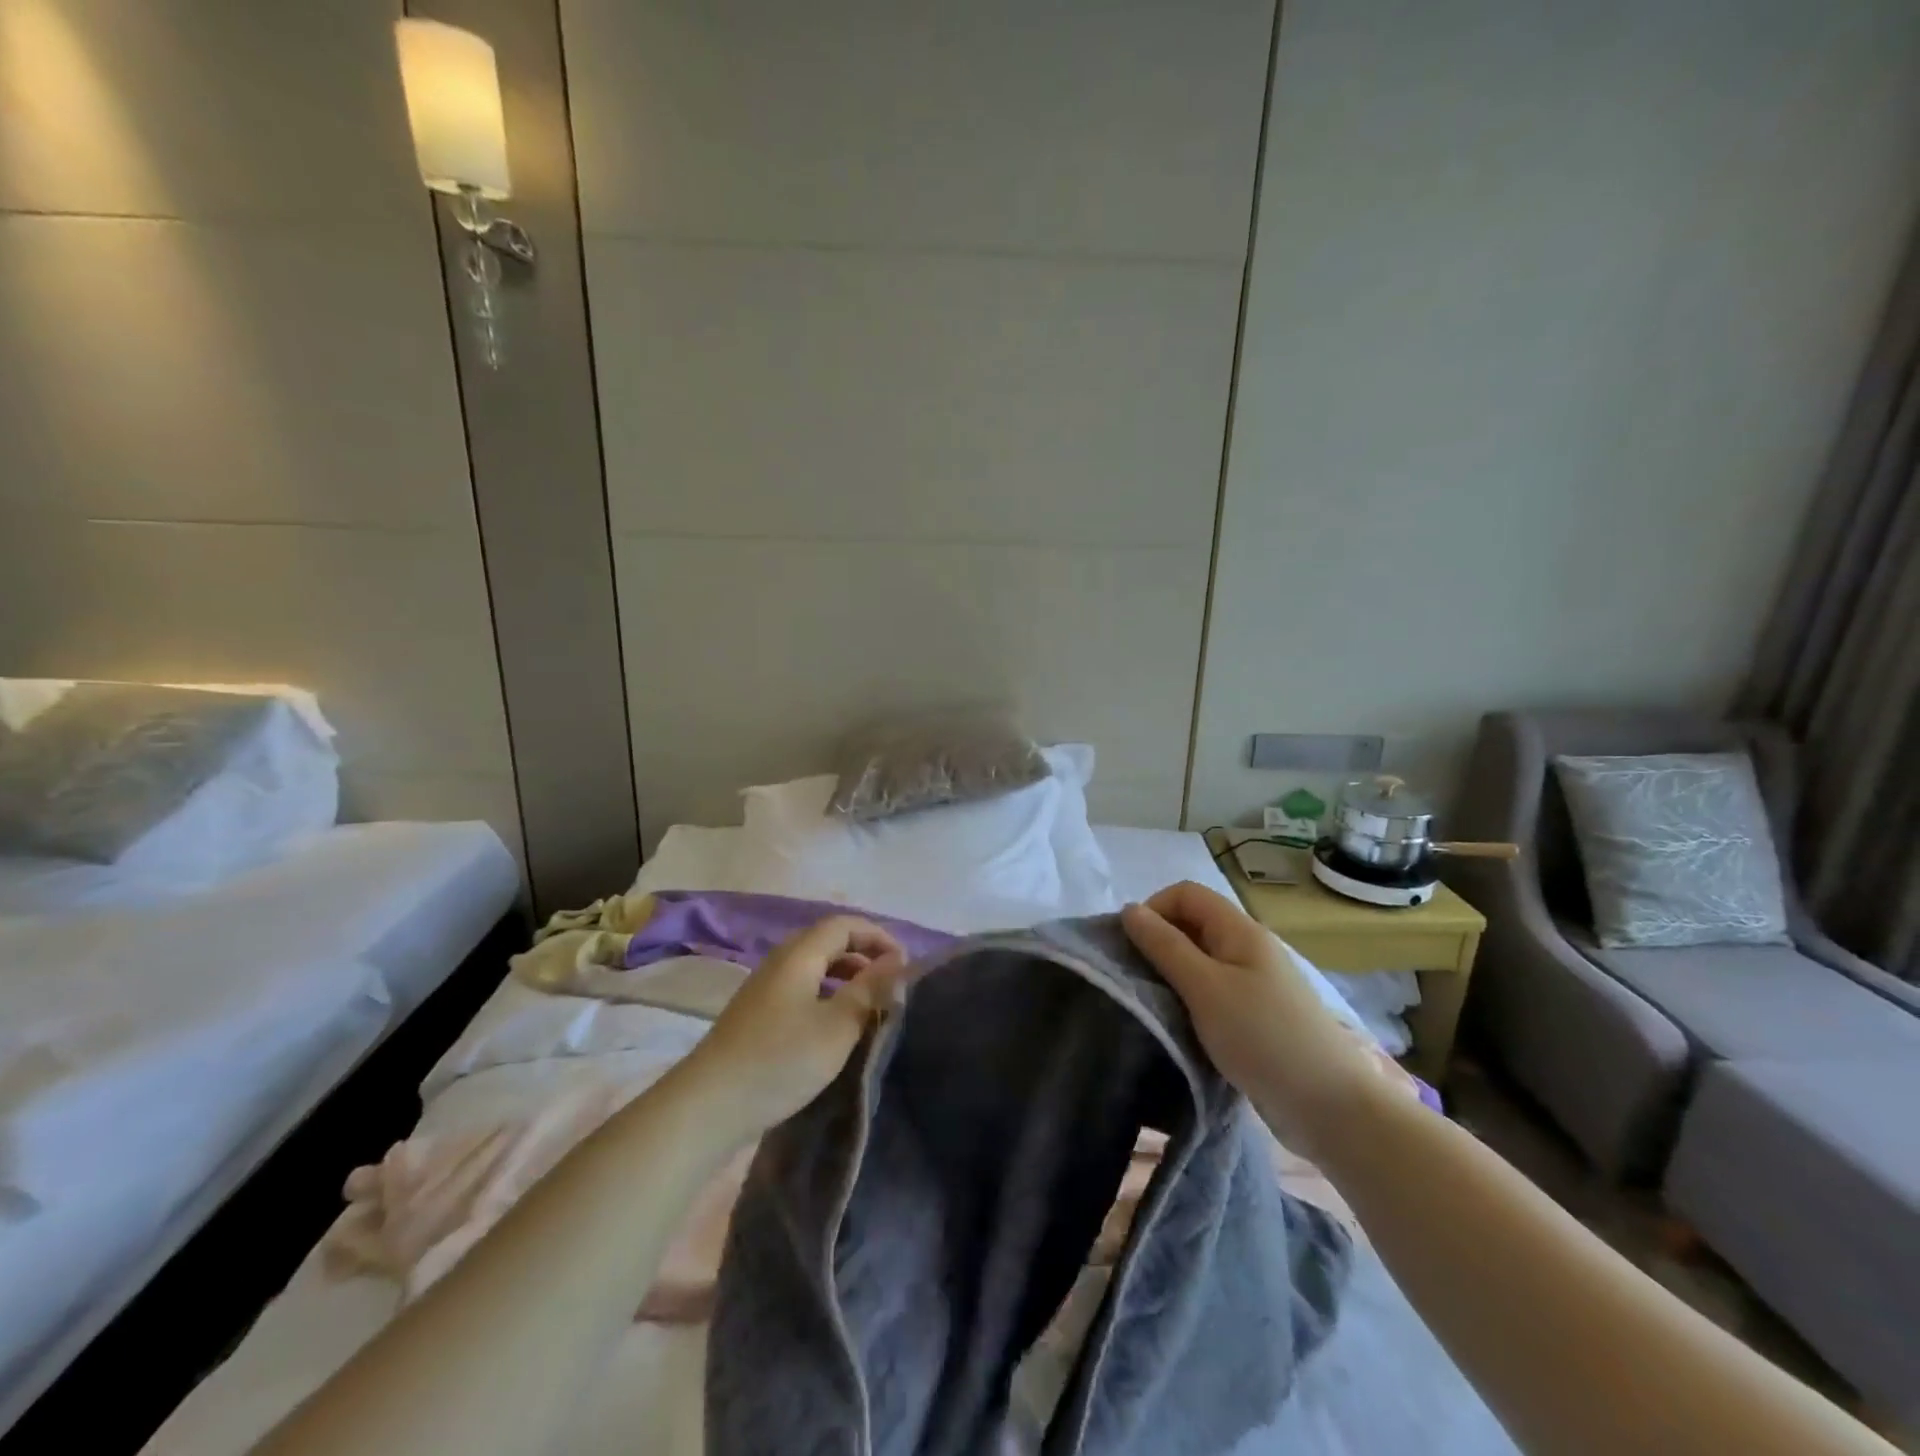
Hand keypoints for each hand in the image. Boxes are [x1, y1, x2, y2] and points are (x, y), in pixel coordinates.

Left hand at [680, 916, 904, 1141]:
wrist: (709, 1106)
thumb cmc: (781, 1060)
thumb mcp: (837, 1026)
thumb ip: (869, 990)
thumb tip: (897, 960)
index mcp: (799, 955)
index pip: (844, 924)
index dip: (877, 935)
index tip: (904, 963)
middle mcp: (780, 961)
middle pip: (827, 941)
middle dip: (863, 953)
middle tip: (890, 981)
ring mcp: (764, 988)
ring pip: (813, 966)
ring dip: (845, 975)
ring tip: (869, 1002)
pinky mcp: (756, 1015)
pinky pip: (801, 987)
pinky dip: (826, 993)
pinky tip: (835, 1024)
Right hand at [1121, 882, 1385, 1156]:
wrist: (1332, 1108)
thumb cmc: (1263, 1038)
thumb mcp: (1205, 988)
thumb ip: (1165, 946)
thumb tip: (1128, 909)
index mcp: (1240, 931)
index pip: (1186, 894)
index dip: (1154, 909)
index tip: (1131, 948)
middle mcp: (1249, 948)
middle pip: (1193, 924)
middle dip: (1159, 943)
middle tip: (1136, 980)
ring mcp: (1255, 984)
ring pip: (1201, 961)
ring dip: (1172, 975)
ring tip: (1153, 1006)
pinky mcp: (1256, 1017)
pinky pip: (1213, 992)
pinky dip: (1190, 1001)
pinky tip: (1180, 1027)